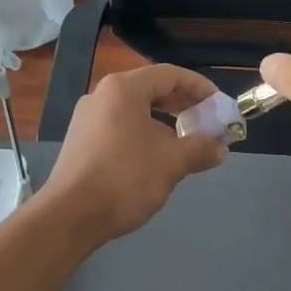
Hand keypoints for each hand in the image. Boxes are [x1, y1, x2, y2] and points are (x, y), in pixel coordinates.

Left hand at [39, 64, 228, 244]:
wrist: (70, 216)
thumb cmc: (125, 179)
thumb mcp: (172, 163)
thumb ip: (200, 149)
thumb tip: (221, 148)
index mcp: (124, 89)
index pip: (170, 75)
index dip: (200, 87)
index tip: (220, 105)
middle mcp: (102, 96)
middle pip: (151, 90)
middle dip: (183, 106)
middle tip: (207, 123)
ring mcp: (88, 119)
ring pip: (136, 112)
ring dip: (165, 124)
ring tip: (186, 145)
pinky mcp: (81, 142)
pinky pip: (120, 128)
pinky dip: (144, 136)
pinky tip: (157, 160)